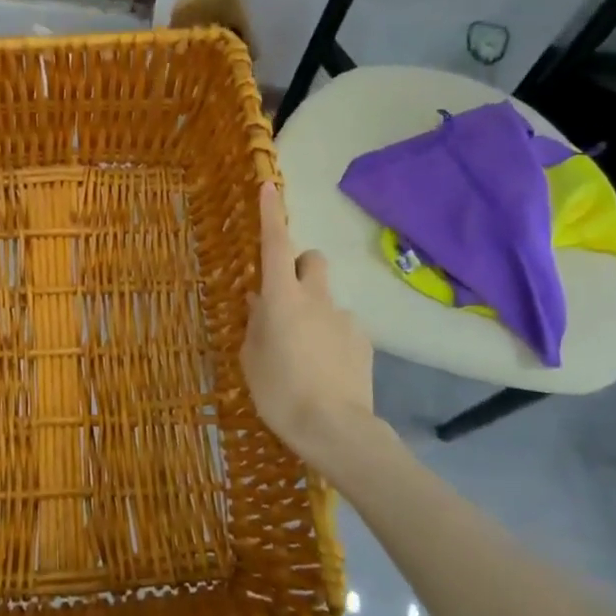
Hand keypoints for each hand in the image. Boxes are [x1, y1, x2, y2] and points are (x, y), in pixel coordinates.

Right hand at [242, 182, 377, 474]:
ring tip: (305, 351)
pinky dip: (332, 336)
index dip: (272, 215)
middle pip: (311, 260)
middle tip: (286, 296)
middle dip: (300, 267)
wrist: (336, 429)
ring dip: (315, 311)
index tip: (269, 187)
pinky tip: (326, 368)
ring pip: (326, 298)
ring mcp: (344, 318)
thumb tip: (258, 301)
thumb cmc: (280, 391)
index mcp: (281, 298)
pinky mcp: (363, 340)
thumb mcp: (252, 358)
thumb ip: (255, 323)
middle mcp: (316, 298)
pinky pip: (342, 326)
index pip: (275, 245)